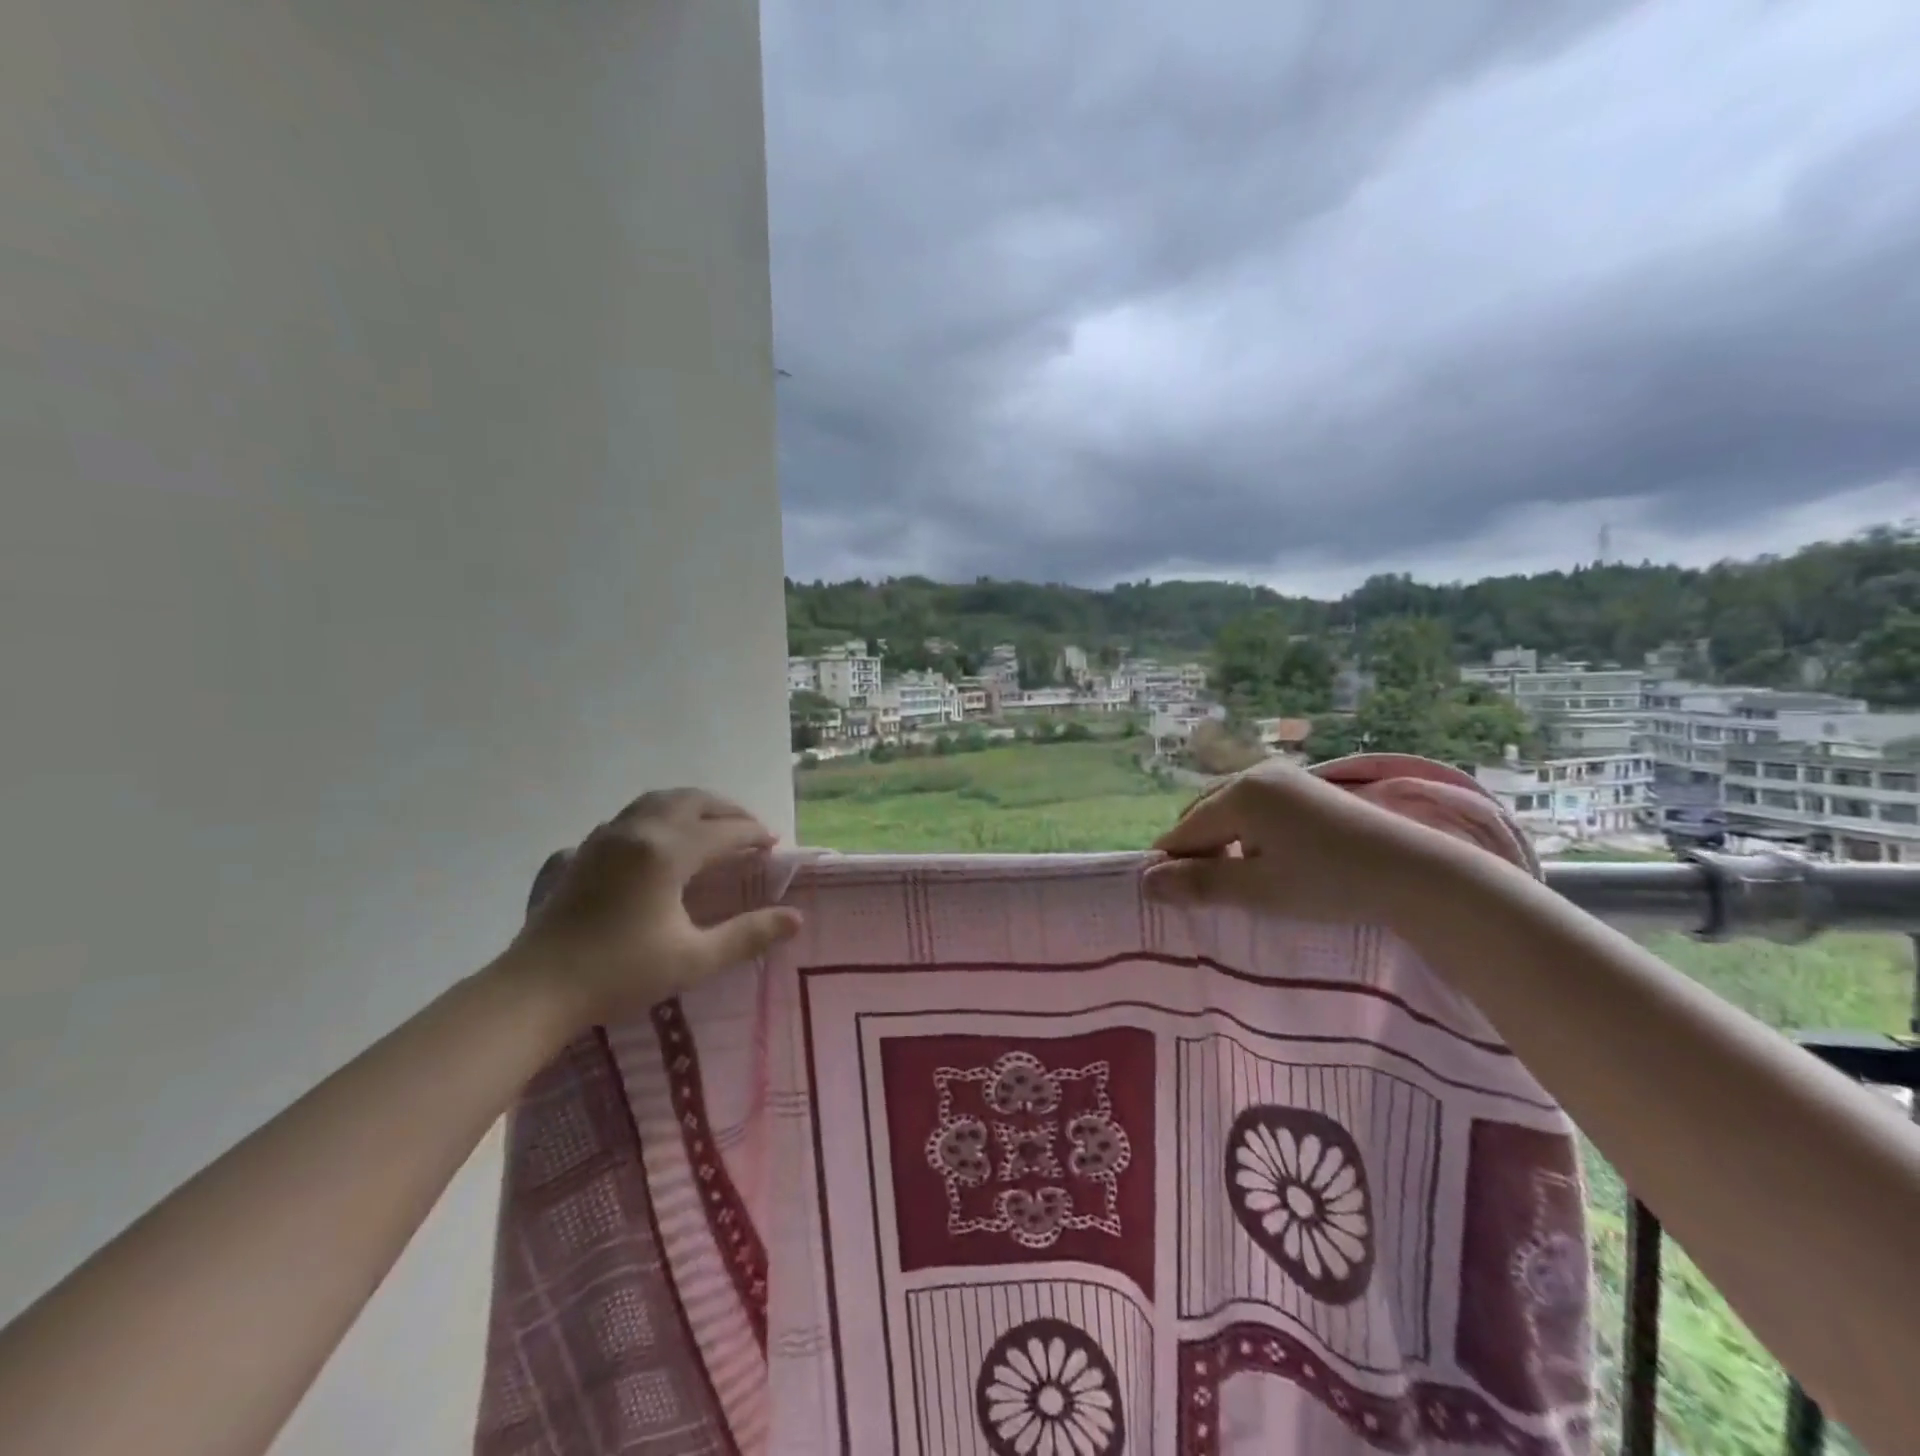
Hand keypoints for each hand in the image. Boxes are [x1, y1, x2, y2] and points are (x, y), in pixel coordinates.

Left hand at [507, 788, 802, 1028]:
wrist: (535, 991)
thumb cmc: (619, 974)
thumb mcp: (693, 959)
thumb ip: (747, 936)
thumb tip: (795, 918)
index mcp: (667, 852)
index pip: (724, 830)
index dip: (754, 833)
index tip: (775, 844)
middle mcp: (638, 831)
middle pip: (692, 800)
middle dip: (727, 809)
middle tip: (750, 828)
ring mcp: (605, 837)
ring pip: (657, 800)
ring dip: (692, 805)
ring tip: (712, 823)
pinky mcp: (583, 850)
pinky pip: (630, 816)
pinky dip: (659, 815)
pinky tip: (660, 839)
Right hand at [1143, 762, 1486, 923]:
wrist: (1416, 874)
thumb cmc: (1328, 883)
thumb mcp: (1257, 890)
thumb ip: (1199, 883)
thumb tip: (1146, 881)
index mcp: (1240, 793)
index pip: (1184, 830)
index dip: (1172, 864)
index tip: (1172, 899)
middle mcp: (1256, 774)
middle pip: (1203, 815)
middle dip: (1196, 852)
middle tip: (1209, 894)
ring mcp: (1284, 778)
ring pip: (1229, 811)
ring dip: (1222, 843)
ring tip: (1239, 881)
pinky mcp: (1306, 788)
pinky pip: (1256, 808)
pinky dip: (1247, 833)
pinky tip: (1268, 862)